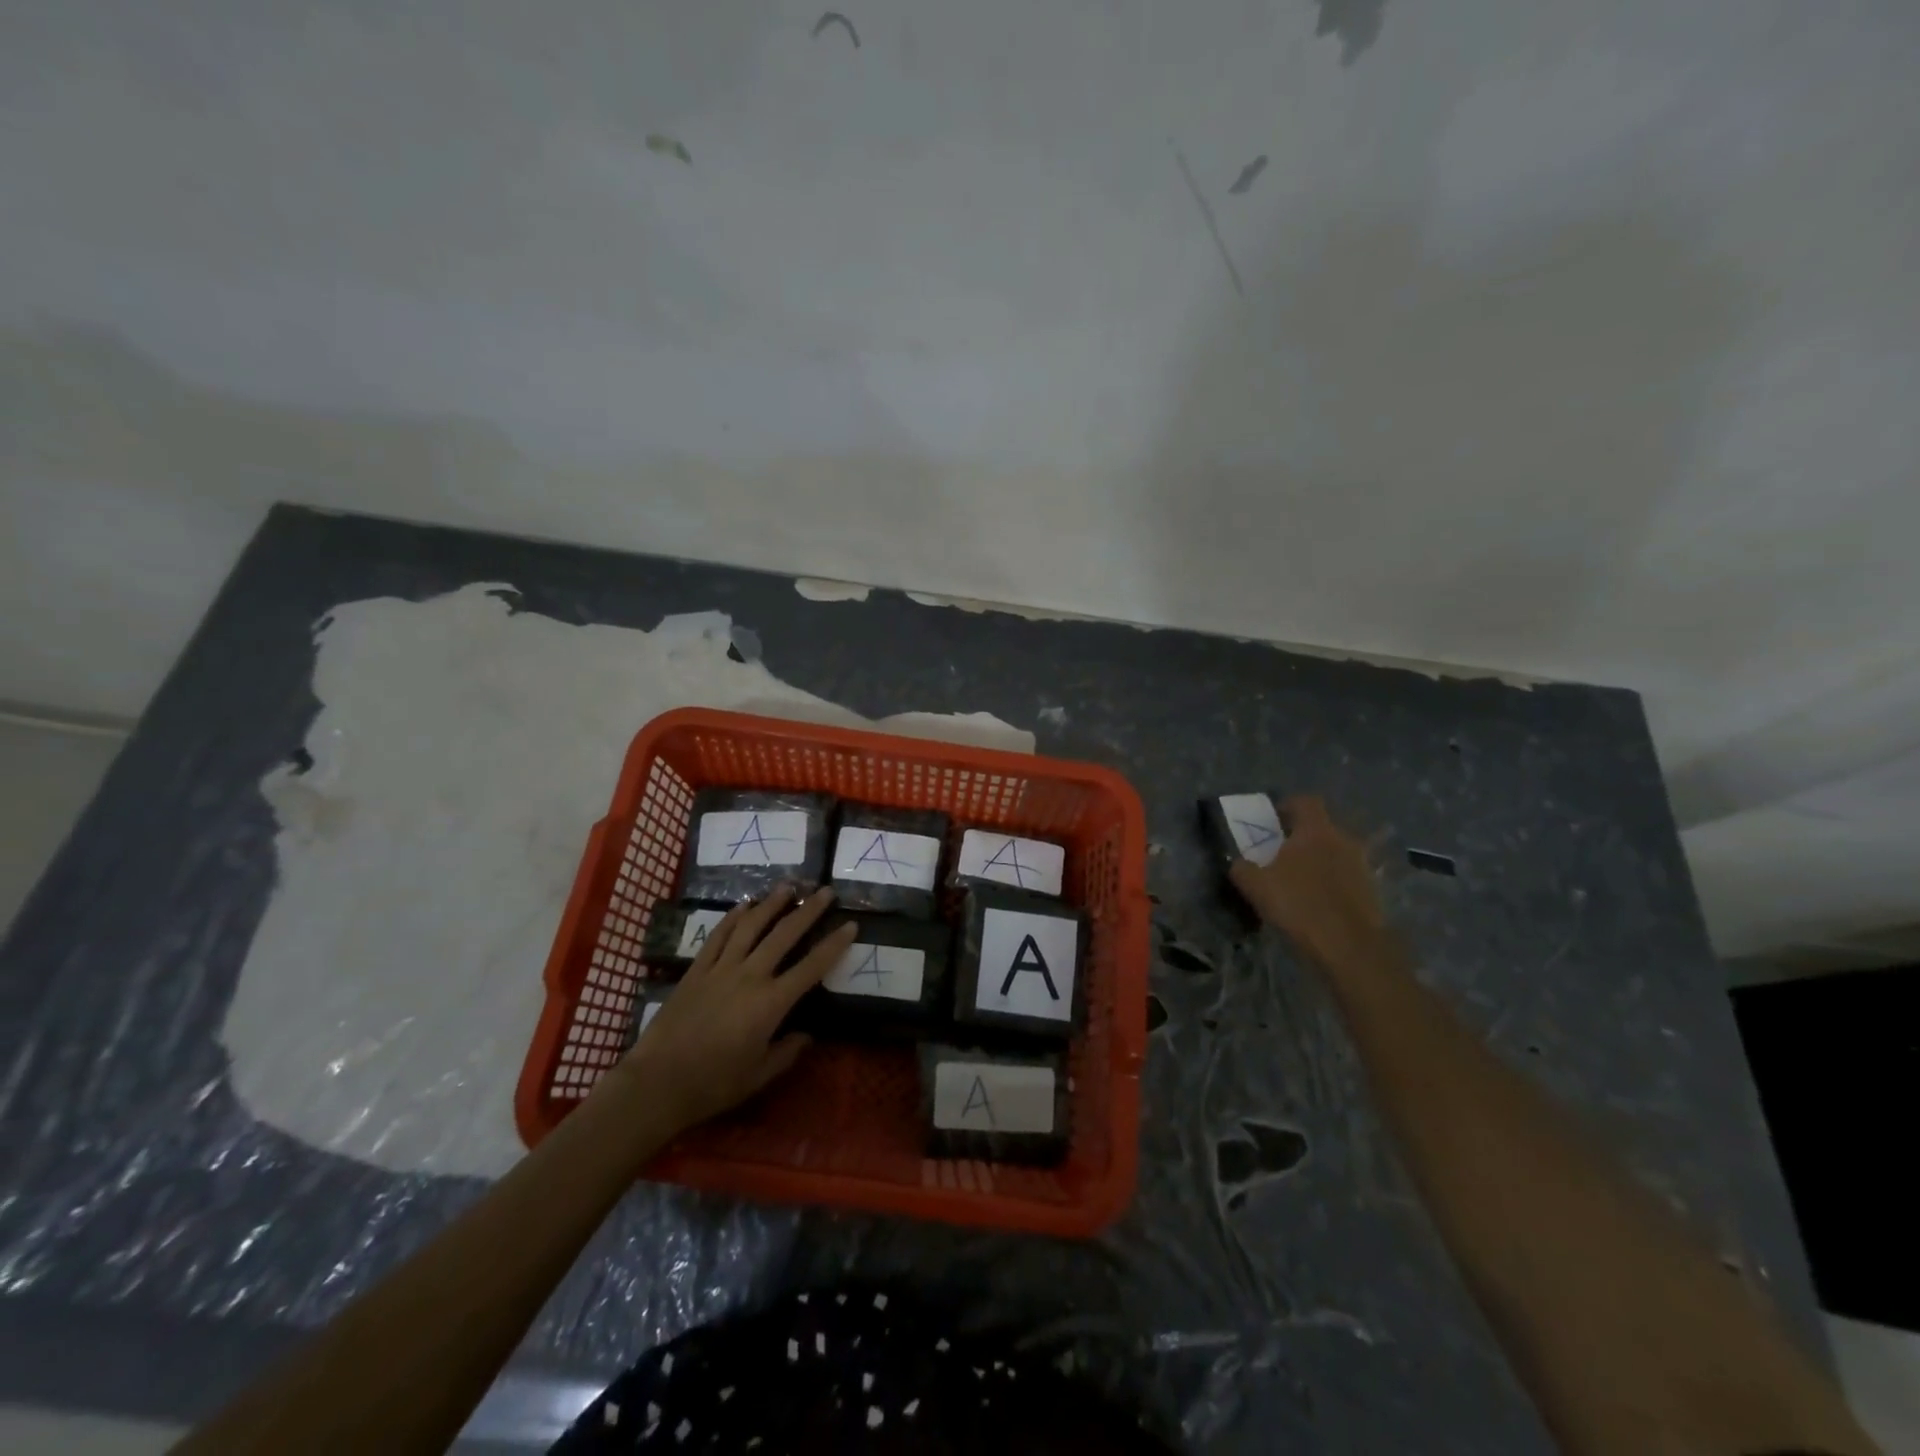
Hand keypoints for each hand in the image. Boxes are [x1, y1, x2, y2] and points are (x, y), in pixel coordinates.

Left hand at [605, 886, 857, 1134]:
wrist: (657, 1083)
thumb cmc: (713, 1084)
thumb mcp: (759, 1076)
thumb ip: (786, 1052)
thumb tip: (807, 1034)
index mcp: (770, 1004)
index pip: (811, 967)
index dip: (834, 945)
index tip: (850, 925)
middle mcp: (749, 976)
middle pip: (784, 935)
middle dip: (808, 911)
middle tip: (825, 891)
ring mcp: (721, 969)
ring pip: (751, 927)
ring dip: (772, 904)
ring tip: (789, 886)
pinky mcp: (697, 970)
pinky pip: (718, 936)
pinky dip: (733, 918)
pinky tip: (745, 905)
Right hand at [1228, 796, 1390, 972]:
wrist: (1350, 946)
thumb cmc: (1300, 904)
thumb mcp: (1256, 885)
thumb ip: (1242, 868)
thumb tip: (1239, 863)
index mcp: (1316, 830)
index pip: (1305, 801)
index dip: (1288, 806)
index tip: (1273, 822)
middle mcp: (1343, 840)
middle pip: (1322, 828)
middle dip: (1303, 837)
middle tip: (1282, 855)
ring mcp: (1362, 866)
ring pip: (1336, 853)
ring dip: (1320, 861)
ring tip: (1300, 882)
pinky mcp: (1372, 891)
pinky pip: (1347, 877)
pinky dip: (1333, 884)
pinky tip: (1318, 903)